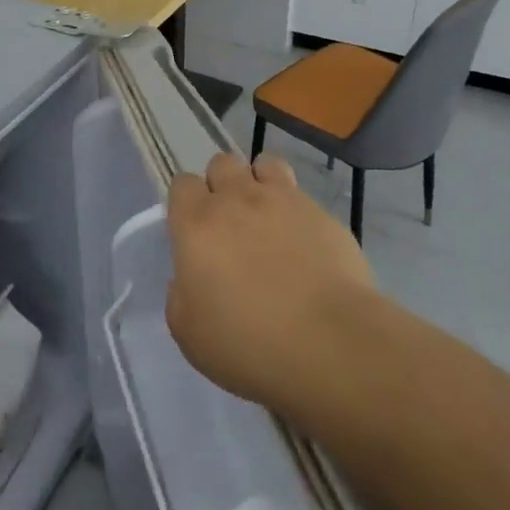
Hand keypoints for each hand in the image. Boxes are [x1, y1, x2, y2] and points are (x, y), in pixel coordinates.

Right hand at [166, 152, 378, 421]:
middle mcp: (237, 199)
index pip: (182, 184)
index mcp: (197, 224)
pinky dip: (295, 208)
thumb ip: (181, 296)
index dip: (187, 203)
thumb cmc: (248, 345)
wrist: (328, 342)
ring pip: (264, 164)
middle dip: (222, 184)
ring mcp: (283, 200)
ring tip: (267, 217)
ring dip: (259, 183)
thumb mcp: (190, 335)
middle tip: (230, 224)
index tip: (194, 231)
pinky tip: (303, 241)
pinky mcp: (321, 211)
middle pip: (222, 163)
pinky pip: (300, 194)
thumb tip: (190, 278)